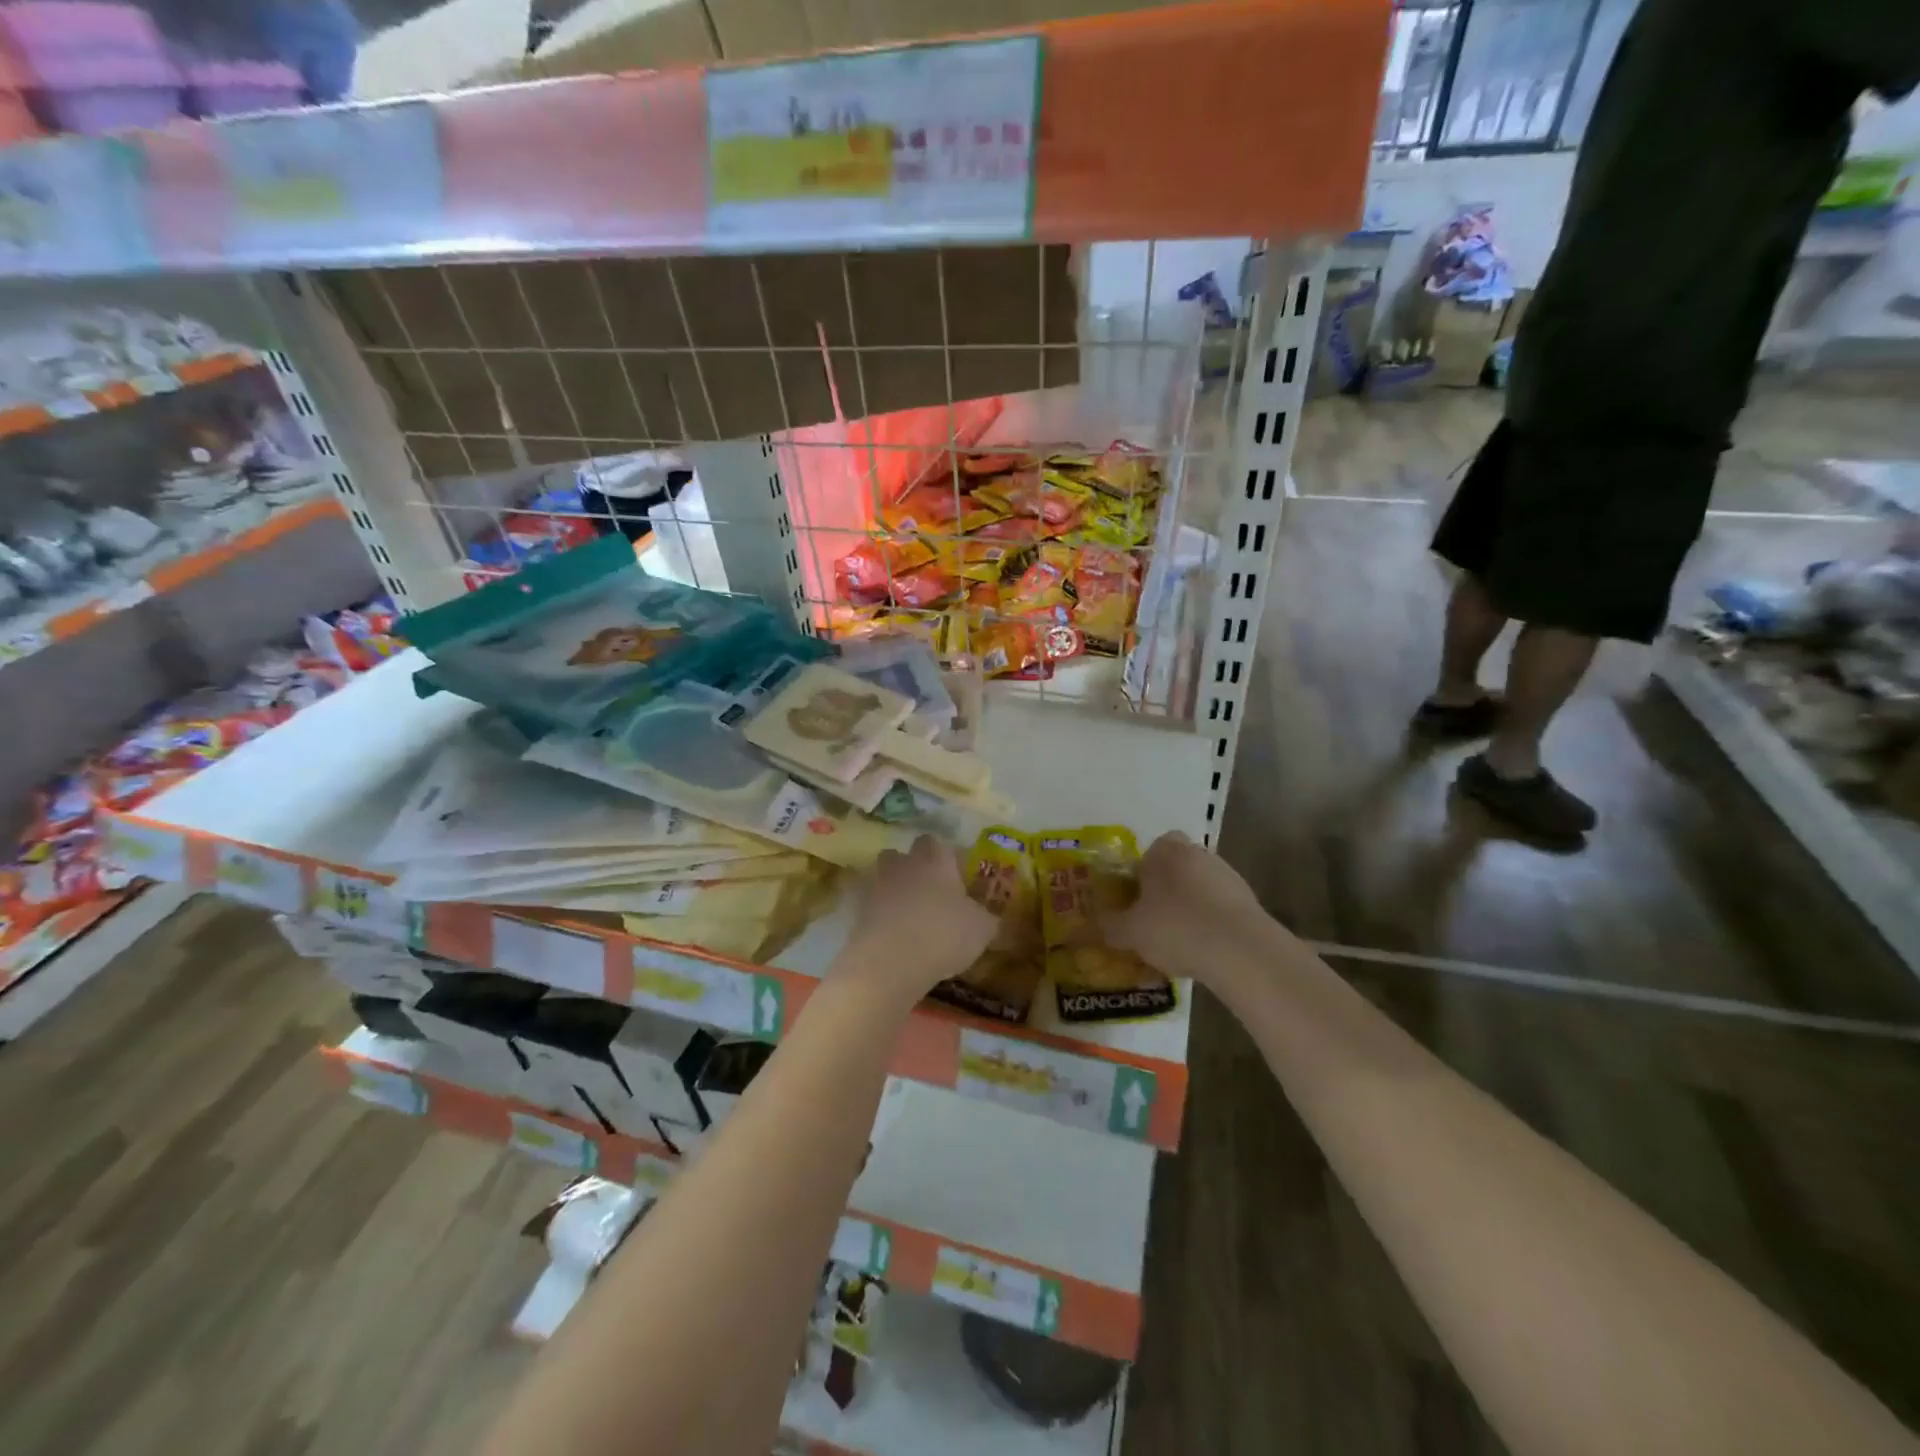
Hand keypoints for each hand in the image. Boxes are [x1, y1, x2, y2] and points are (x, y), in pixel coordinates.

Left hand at [845, 835, 998, 996]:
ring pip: (883, 876)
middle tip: (929, 890)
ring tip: (907, 912)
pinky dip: (879, 914)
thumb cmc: (944, 935)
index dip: (945, 856)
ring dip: (893, 888)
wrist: (890, 961)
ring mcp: (877, 886)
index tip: (954, 873)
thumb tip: (988, 916)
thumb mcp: (981, 929)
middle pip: (903, 854)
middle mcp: (904, 865)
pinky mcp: (857, 911)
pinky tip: (892, 934)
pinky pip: (870, 905)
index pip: (937, 843)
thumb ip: (986, 917)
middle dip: (913, 867)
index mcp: (936, 861)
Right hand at [1100, 831, 1273, 982]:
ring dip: (1190, 907)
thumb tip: (1089, 926)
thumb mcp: (1130, 932)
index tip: (1136, 901)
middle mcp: (1197, 853)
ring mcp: (1227, 875)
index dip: (1141, 874)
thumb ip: (1108, 926)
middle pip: (1175, 868)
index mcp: (1165, 850)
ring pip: (1199, 888)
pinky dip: (1211, 924)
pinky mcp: (1249, 900)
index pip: (1149, 851)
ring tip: (1178, 943)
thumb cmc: (1175, 928)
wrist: (1240, 950)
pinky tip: (1204, 951)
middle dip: (1165, 891)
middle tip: (1153, 921)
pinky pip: (1220, 908)